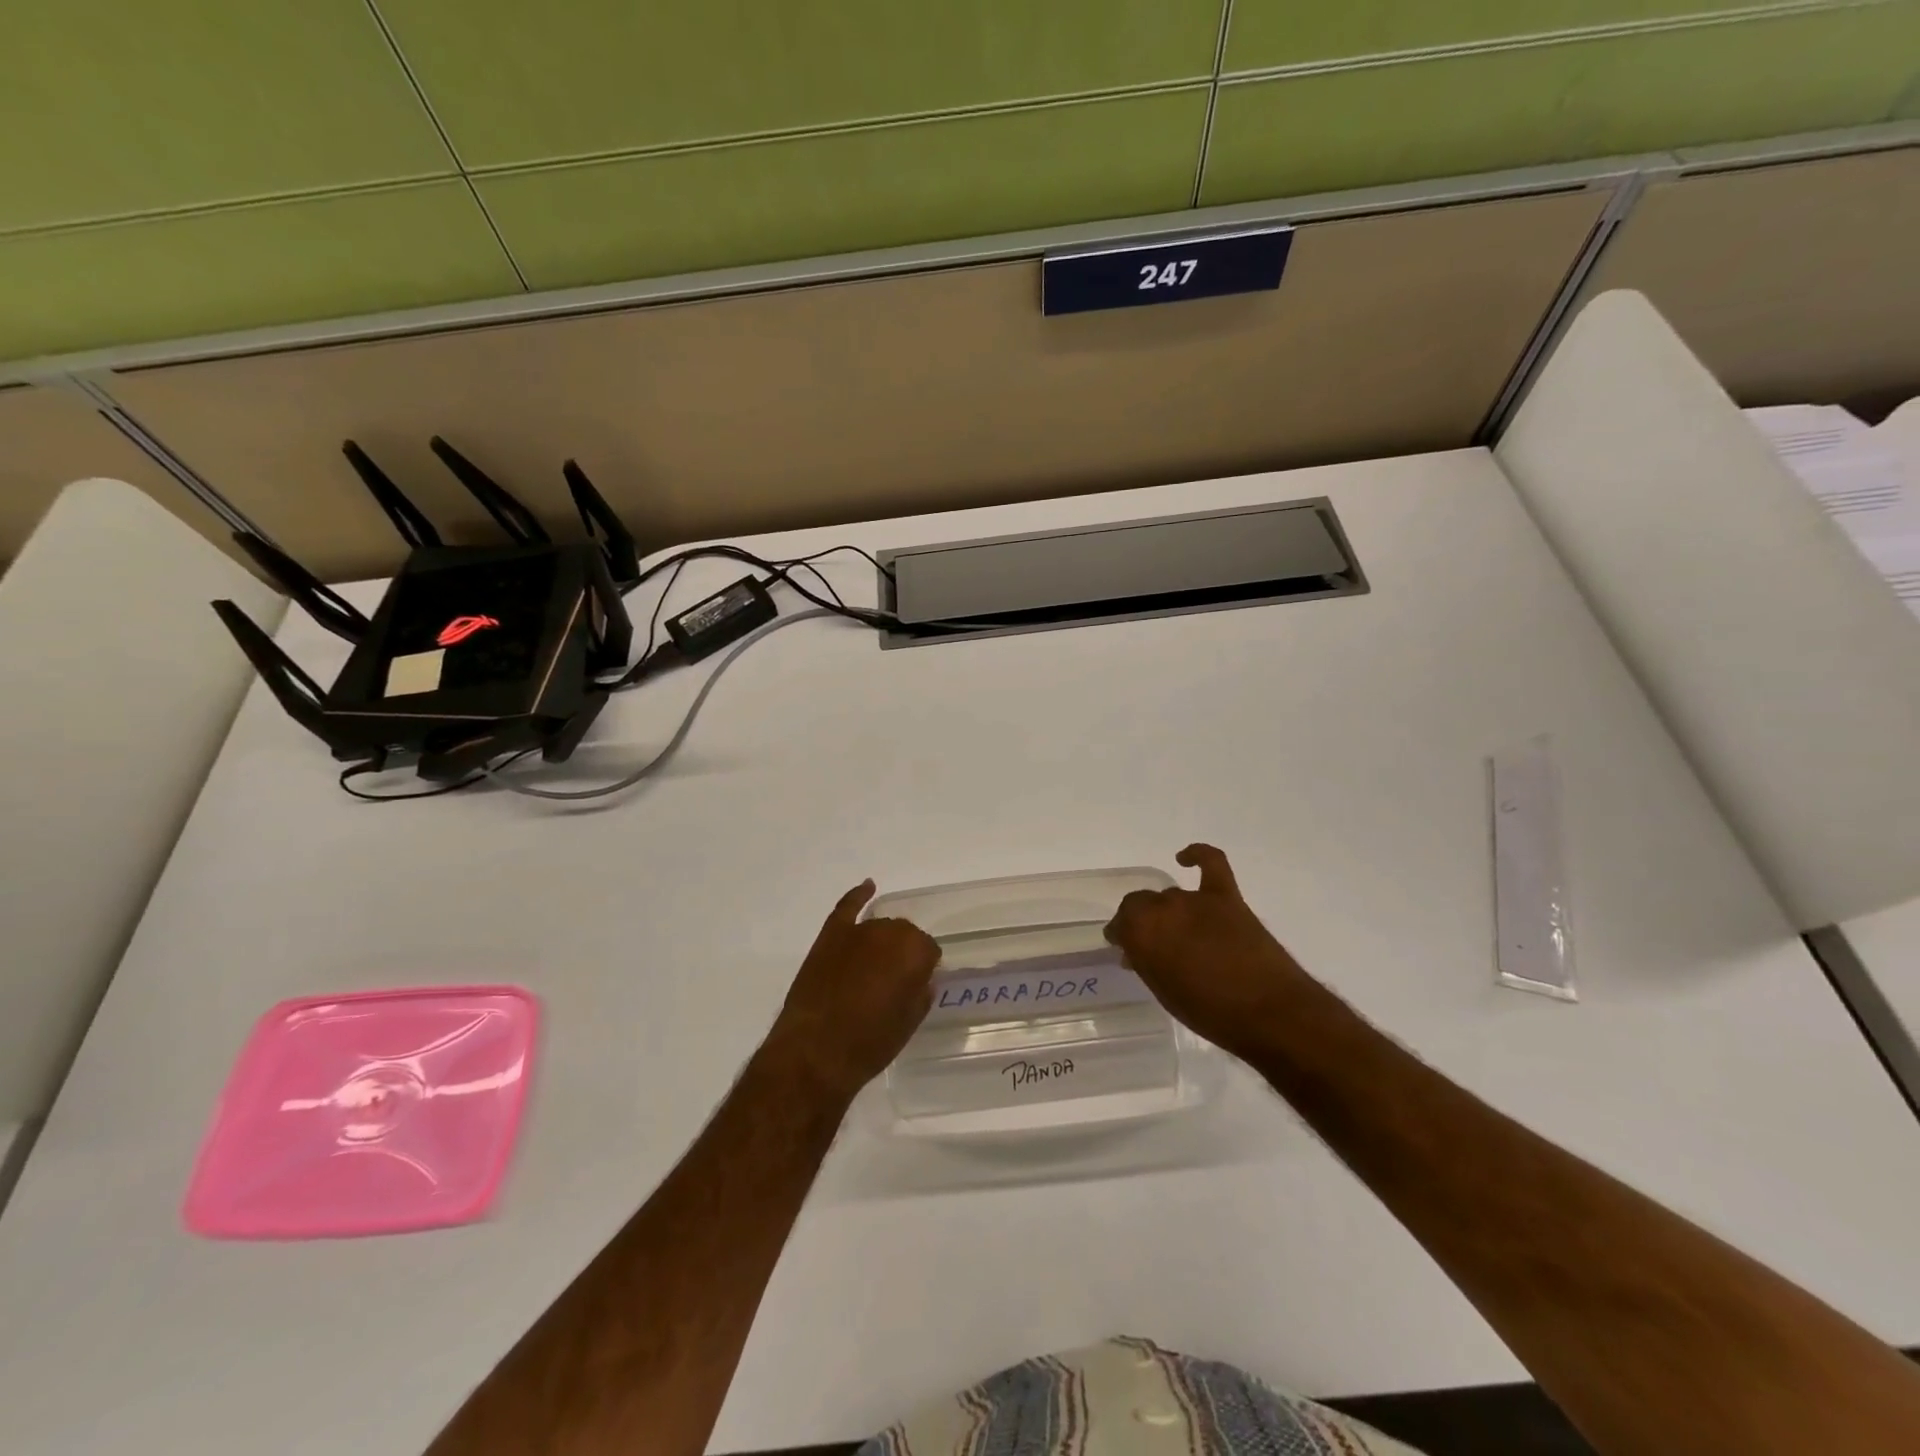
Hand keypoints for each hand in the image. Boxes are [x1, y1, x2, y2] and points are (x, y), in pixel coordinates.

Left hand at [764, 880, 939, 1099]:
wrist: (815, 1052)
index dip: (923, 969)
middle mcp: (890, 932)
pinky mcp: (830, 935)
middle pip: (904, 935)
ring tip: (876, 965)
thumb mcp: (908, 1023)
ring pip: (880, 926)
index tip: (916, 986)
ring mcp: (858, 930)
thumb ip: (921, 993)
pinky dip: (858, 895)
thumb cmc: (869, 1043)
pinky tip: (868, 886)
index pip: (929, 951)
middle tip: (895, 982)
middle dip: (903, 954)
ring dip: (882, 941)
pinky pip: (848, 907)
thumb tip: (921, 979)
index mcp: (915, 952)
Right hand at [1104, 844, 1306, 1059]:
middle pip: (1141, 903)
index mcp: (1141, 933)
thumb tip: (1137, 951)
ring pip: (1170, 895)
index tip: (1124, 947)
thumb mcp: (1165, 993)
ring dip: (1168, 911)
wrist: (1270, 1013)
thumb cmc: (1210, 1012)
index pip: (1120, 923)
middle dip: (1140, 921)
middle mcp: (1162, 908)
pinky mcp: (1227, 897)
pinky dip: (1198, 855)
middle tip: (1149, 943)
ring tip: (1176, 933)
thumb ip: (1147, 964)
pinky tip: (1185, 858)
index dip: (1121, 935)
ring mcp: (1196, 899)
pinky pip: (1211, 862)